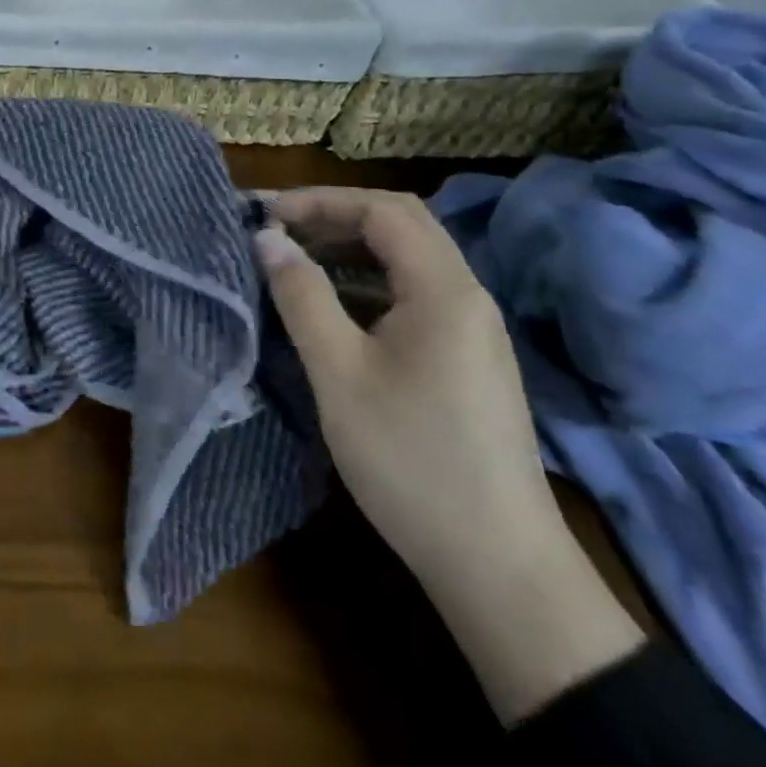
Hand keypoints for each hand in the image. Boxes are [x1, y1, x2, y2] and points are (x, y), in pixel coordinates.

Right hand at [256, 188, 644, 723]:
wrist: (498, 565)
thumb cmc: (410, 460)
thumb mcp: (338, 372)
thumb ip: (301, 295)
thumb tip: (268, 238)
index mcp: (443, 290)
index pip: (383, 210)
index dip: (321, 201)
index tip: (267, 216)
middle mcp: (467, 296)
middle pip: (403, 225)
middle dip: (336, 216)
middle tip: (279, 231)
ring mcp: (474, 329)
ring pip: (411, 260)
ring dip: (353, 247)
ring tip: (297, 259)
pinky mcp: (469, 359)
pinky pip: (416, 294)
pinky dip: (371, 281)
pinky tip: (336, 306)